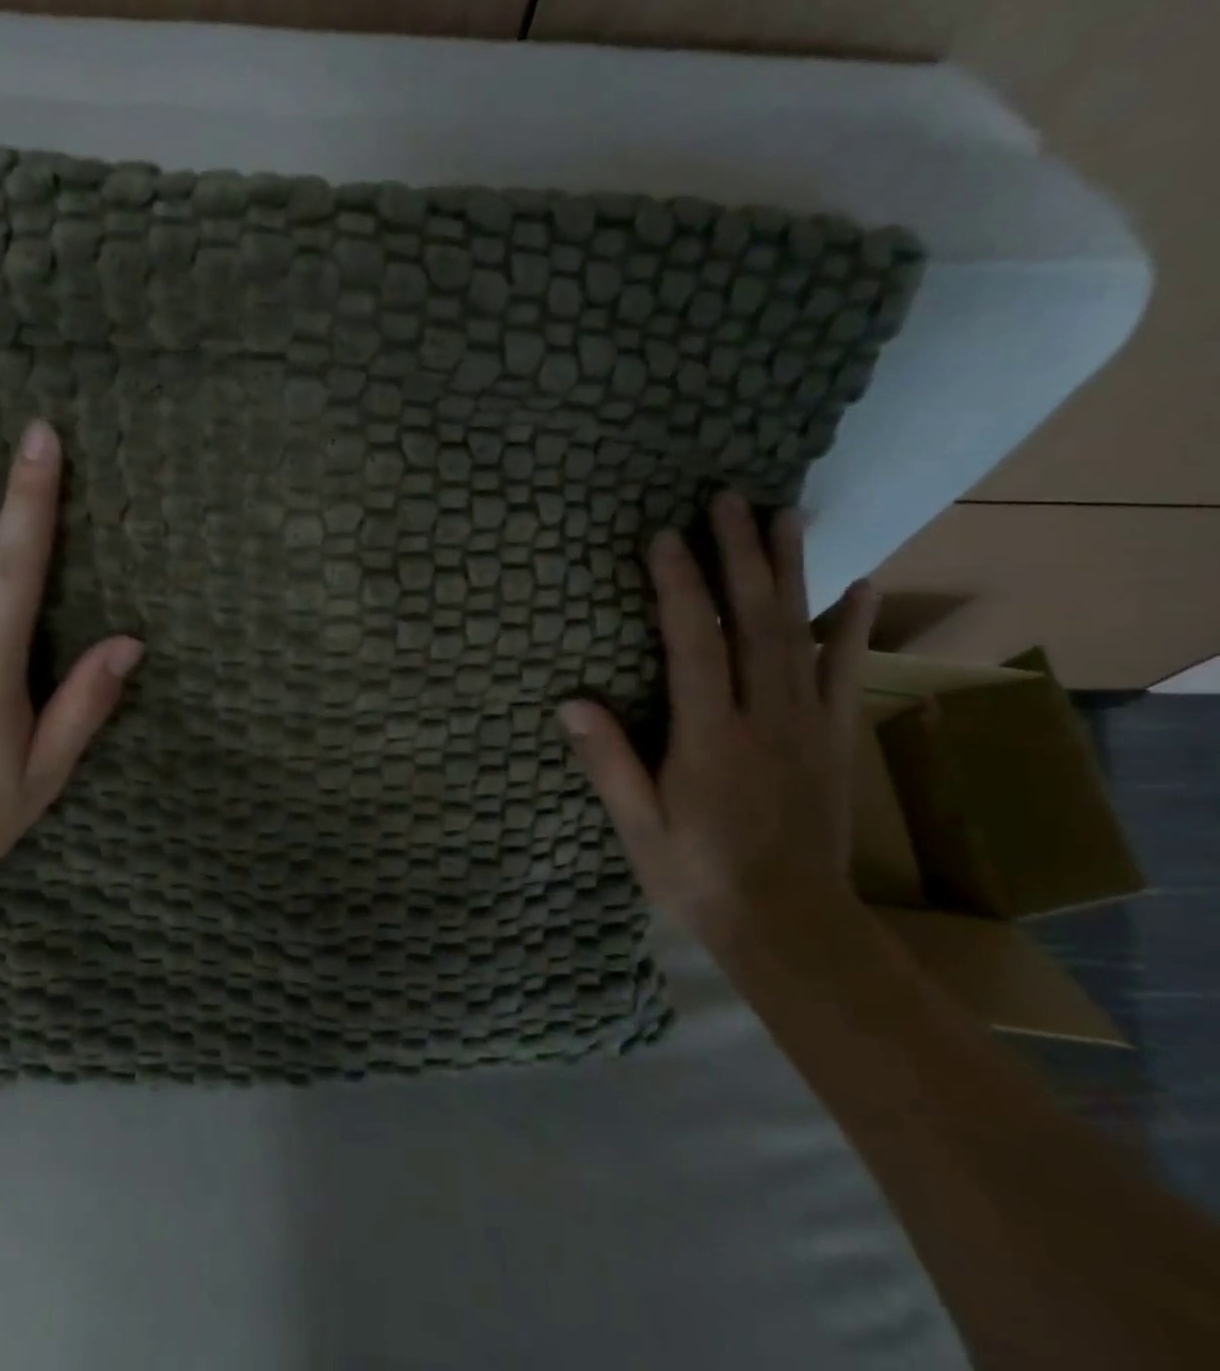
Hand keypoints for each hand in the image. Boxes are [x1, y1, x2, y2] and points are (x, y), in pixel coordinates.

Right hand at [558, 491, 876, 937]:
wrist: (791, 926)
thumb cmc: (698, 876)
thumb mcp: (637, 827)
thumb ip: (608, 762)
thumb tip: (569, 700)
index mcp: (710, 737)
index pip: (694, 644)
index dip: (680, 587)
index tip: (666, 537)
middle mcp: (764, 717)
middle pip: (755, 622)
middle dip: (740, 555)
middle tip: (729, 499)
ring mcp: (806, 725)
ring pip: (801, 633)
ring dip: (791, 571)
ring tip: (785, 515)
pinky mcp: (832, 738)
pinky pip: (844, 671)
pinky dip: (852, 625)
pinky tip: (857, 585)